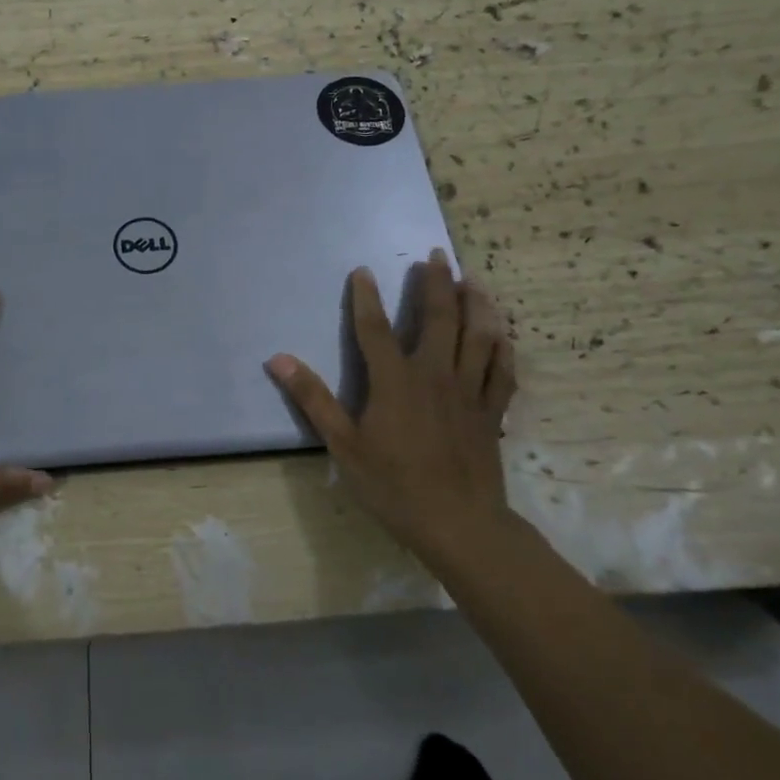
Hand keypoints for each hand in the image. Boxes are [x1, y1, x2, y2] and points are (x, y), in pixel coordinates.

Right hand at [265, 251, 517, 563]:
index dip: (366, 297)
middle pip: (438, 319)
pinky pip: (501, 371)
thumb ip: (312, 399)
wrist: (458, 524)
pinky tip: (502, 334)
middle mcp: (434, 375)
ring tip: (472, 280)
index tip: (363, 270)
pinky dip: (502, 348)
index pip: (375, 329)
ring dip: (475, 304)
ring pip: (477, 336)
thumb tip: (277, 359)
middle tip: (435, 255)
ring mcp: (468, 392)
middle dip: (436, 284)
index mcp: (395, 381)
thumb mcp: (343, 445)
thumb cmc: (393, 485)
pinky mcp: (491, 412)